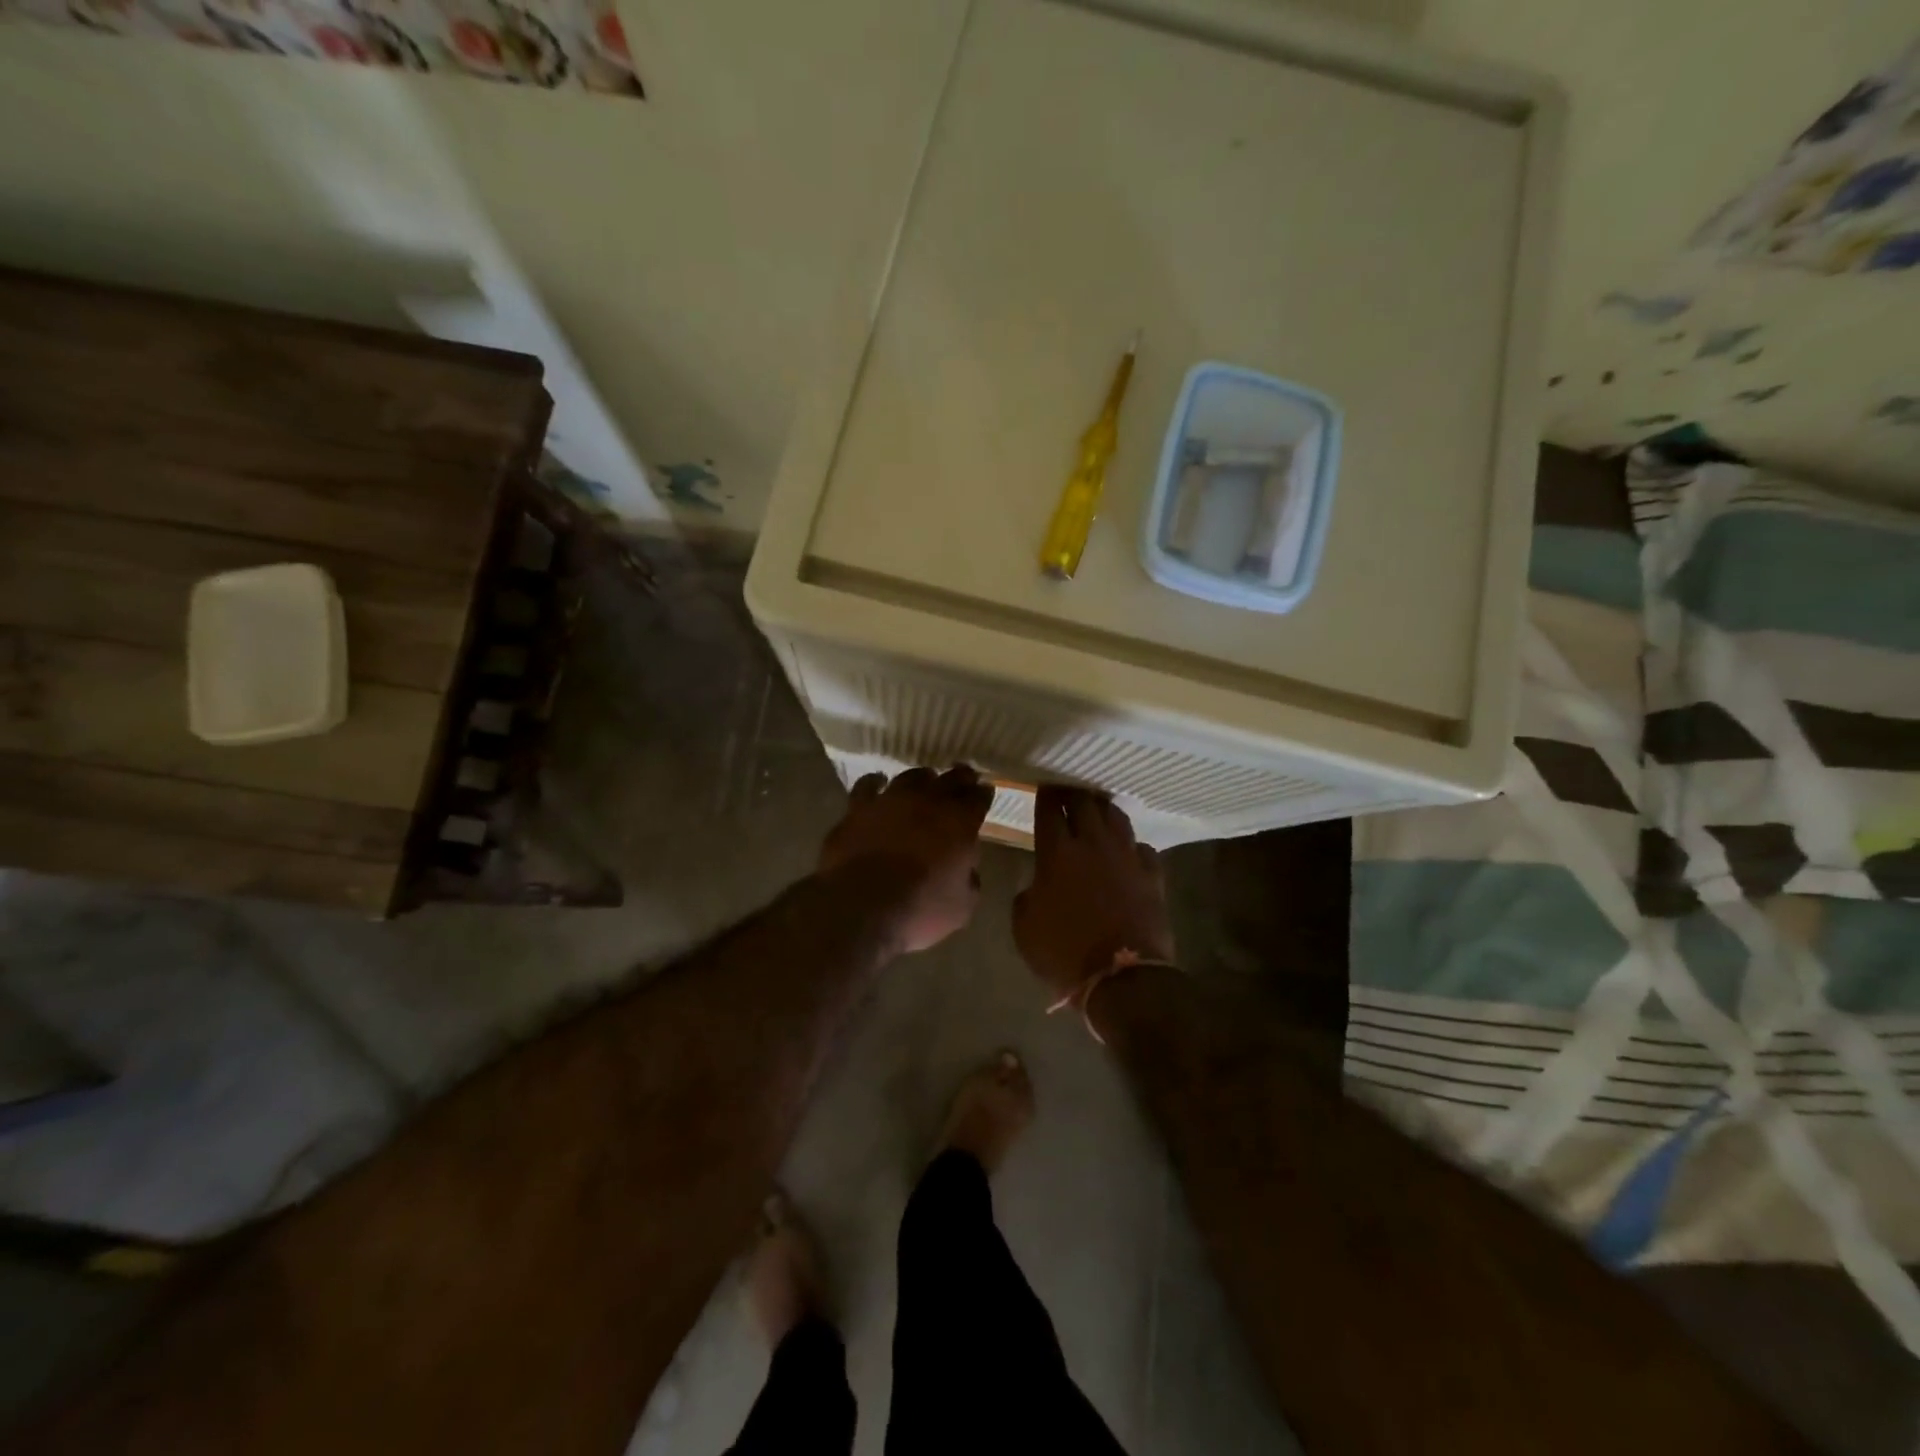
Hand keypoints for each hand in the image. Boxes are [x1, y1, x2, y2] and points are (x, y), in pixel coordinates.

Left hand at [818, 766, 993, 953]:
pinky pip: (868, 785)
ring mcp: (890, 800)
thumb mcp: (962, 906)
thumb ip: (970, 879)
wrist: (861, 909)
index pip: (978, 798)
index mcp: (960, 823)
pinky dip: (876, 782)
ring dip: (922, 778)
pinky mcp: (857, 808)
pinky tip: (878, 783)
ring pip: (911, 777)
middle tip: (964, 777)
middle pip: (949, 779)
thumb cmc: (919, 911)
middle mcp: (927, 802)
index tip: (985, 792)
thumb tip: (967, 868)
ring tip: (925, 780)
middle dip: (960, 777)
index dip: (983, 794)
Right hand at [1013, 787, 1175, 996]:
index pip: (1049, 809)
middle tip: (1066, 793)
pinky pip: (1142, 847)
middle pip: (1084, 803)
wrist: (1121, 977)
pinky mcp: (1152, 875)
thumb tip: (1037, 885)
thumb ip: (1027, 895)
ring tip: (1096, 811)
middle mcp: (1094, 845)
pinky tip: (1127, 851)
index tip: (1042, 787)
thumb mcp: (1024, 927)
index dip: (1044, 795)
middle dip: (1073, 794)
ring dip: (1103, 810)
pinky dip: (1132, 845)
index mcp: (1057, 853)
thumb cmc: (1064, 953)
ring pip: (1116, 817)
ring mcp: (1127, 857)